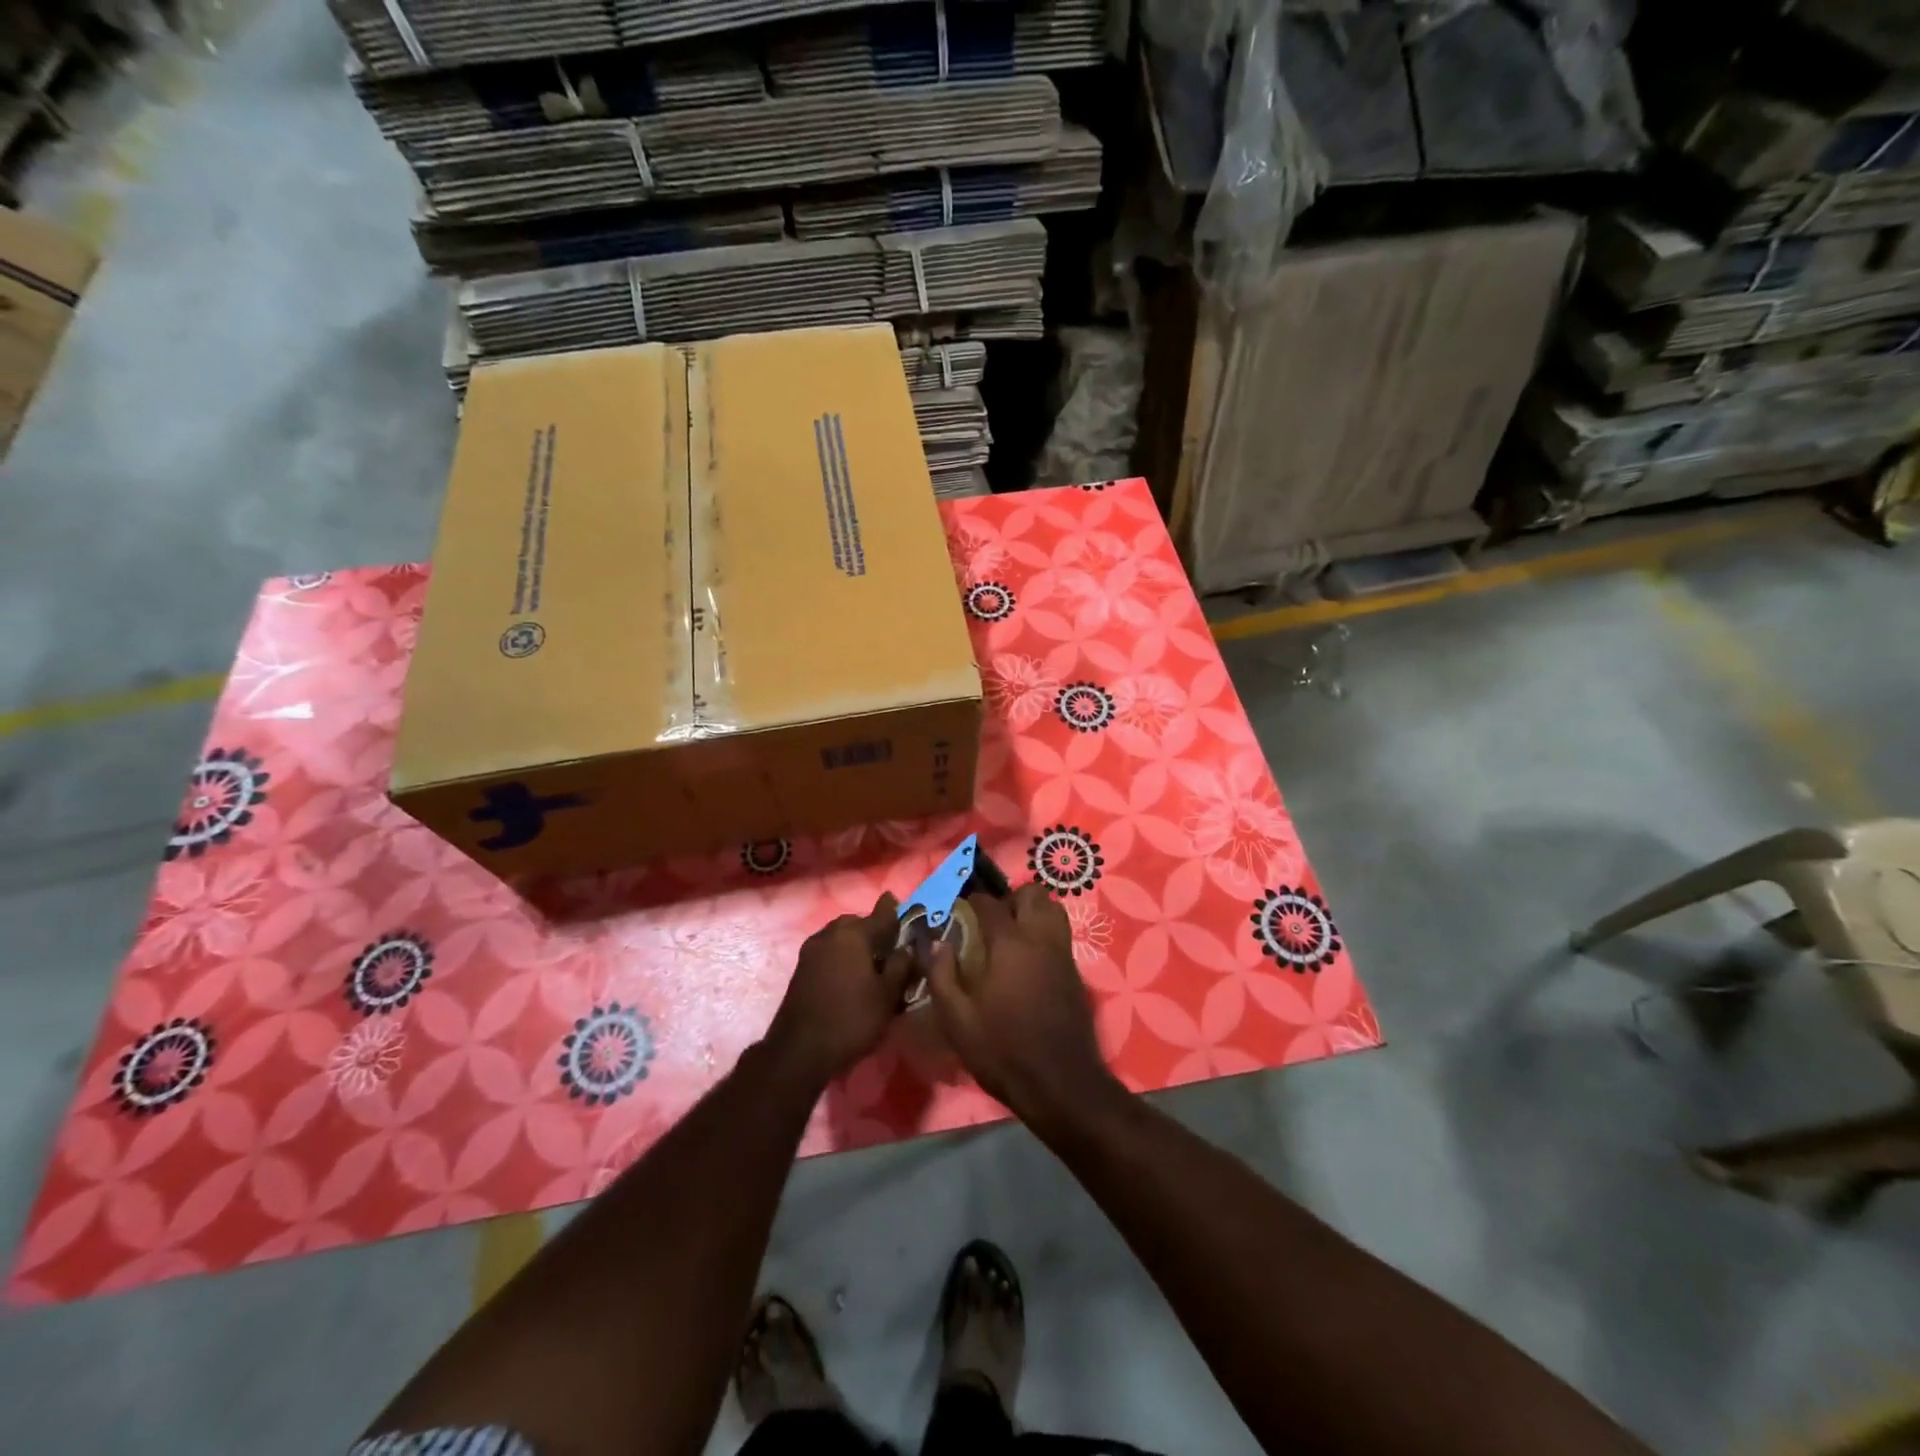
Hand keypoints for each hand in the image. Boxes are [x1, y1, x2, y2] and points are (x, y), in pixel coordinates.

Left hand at [765, 893, 912, 1089]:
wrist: (799, 1050)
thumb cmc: (851, 1019)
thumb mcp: (887, 995)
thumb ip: (901, 966)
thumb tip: (907, 948)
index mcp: (853, 935)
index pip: (880, 915)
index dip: (892, 909)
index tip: (897, 899)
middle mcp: (830, 934)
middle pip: (856, 923)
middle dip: (872, 928)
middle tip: (889, 944)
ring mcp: (811, 951)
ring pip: (839, 936)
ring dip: (854, 942)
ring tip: (870, 961)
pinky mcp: (801, 968)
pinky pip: (828, 951)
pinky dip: (841, 955)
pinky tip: (850, 974)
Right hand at [927, 882, 1124, 1129]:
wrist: (1061, 1084)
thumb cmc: (1003, 1051)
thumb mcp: (957, 1020)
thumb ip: (942, 976)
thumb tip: (936, 943)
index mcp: (1009, 944)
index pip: (989, 904)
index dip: (972, 901)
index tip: (958, 910)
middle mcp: (1040, 939)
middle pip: (1032, 894)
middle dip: (1010, 898)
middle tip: (990, 920)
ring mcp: (1062, 953)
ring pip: (1053, 909)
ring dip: (1033, 911)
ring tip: (1012, 933)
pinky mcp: (1075, 971)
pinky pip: (1061, 933)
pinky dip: (1045, 931)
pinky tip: (1028, 958)